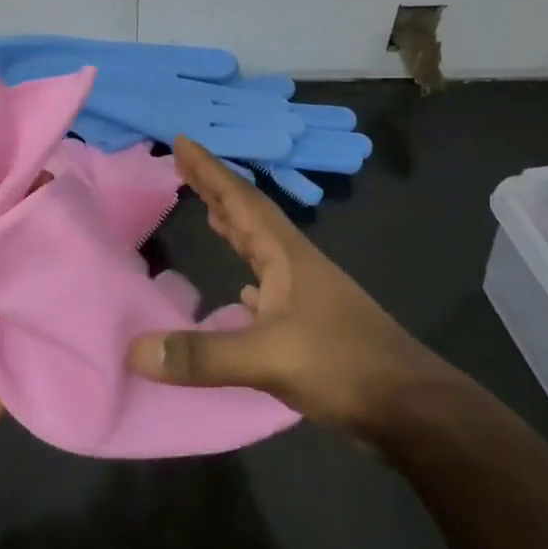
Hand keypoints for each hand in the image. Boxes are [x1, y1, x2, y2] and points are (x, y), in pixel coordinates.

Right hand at [127, 136, 460, 436]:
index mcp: (286, 255)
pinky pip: (269, 284)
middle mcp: (296, 264)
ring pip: (261, 247)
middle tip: (185, 166)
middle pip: (250, 214)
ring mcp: (307, 293)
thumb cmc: (343, 366)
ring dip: (234, 225)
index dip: (210, 170)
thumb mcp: (268, 359)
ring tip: (209, 211)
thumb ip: (203, 355)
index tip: (182, 141)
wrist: (411, 407)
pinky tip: (240, 291)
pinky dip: (248, 274)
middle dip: (217, 188)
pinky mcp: (311, 323)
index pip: (241, 200)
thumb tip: (136, 350)